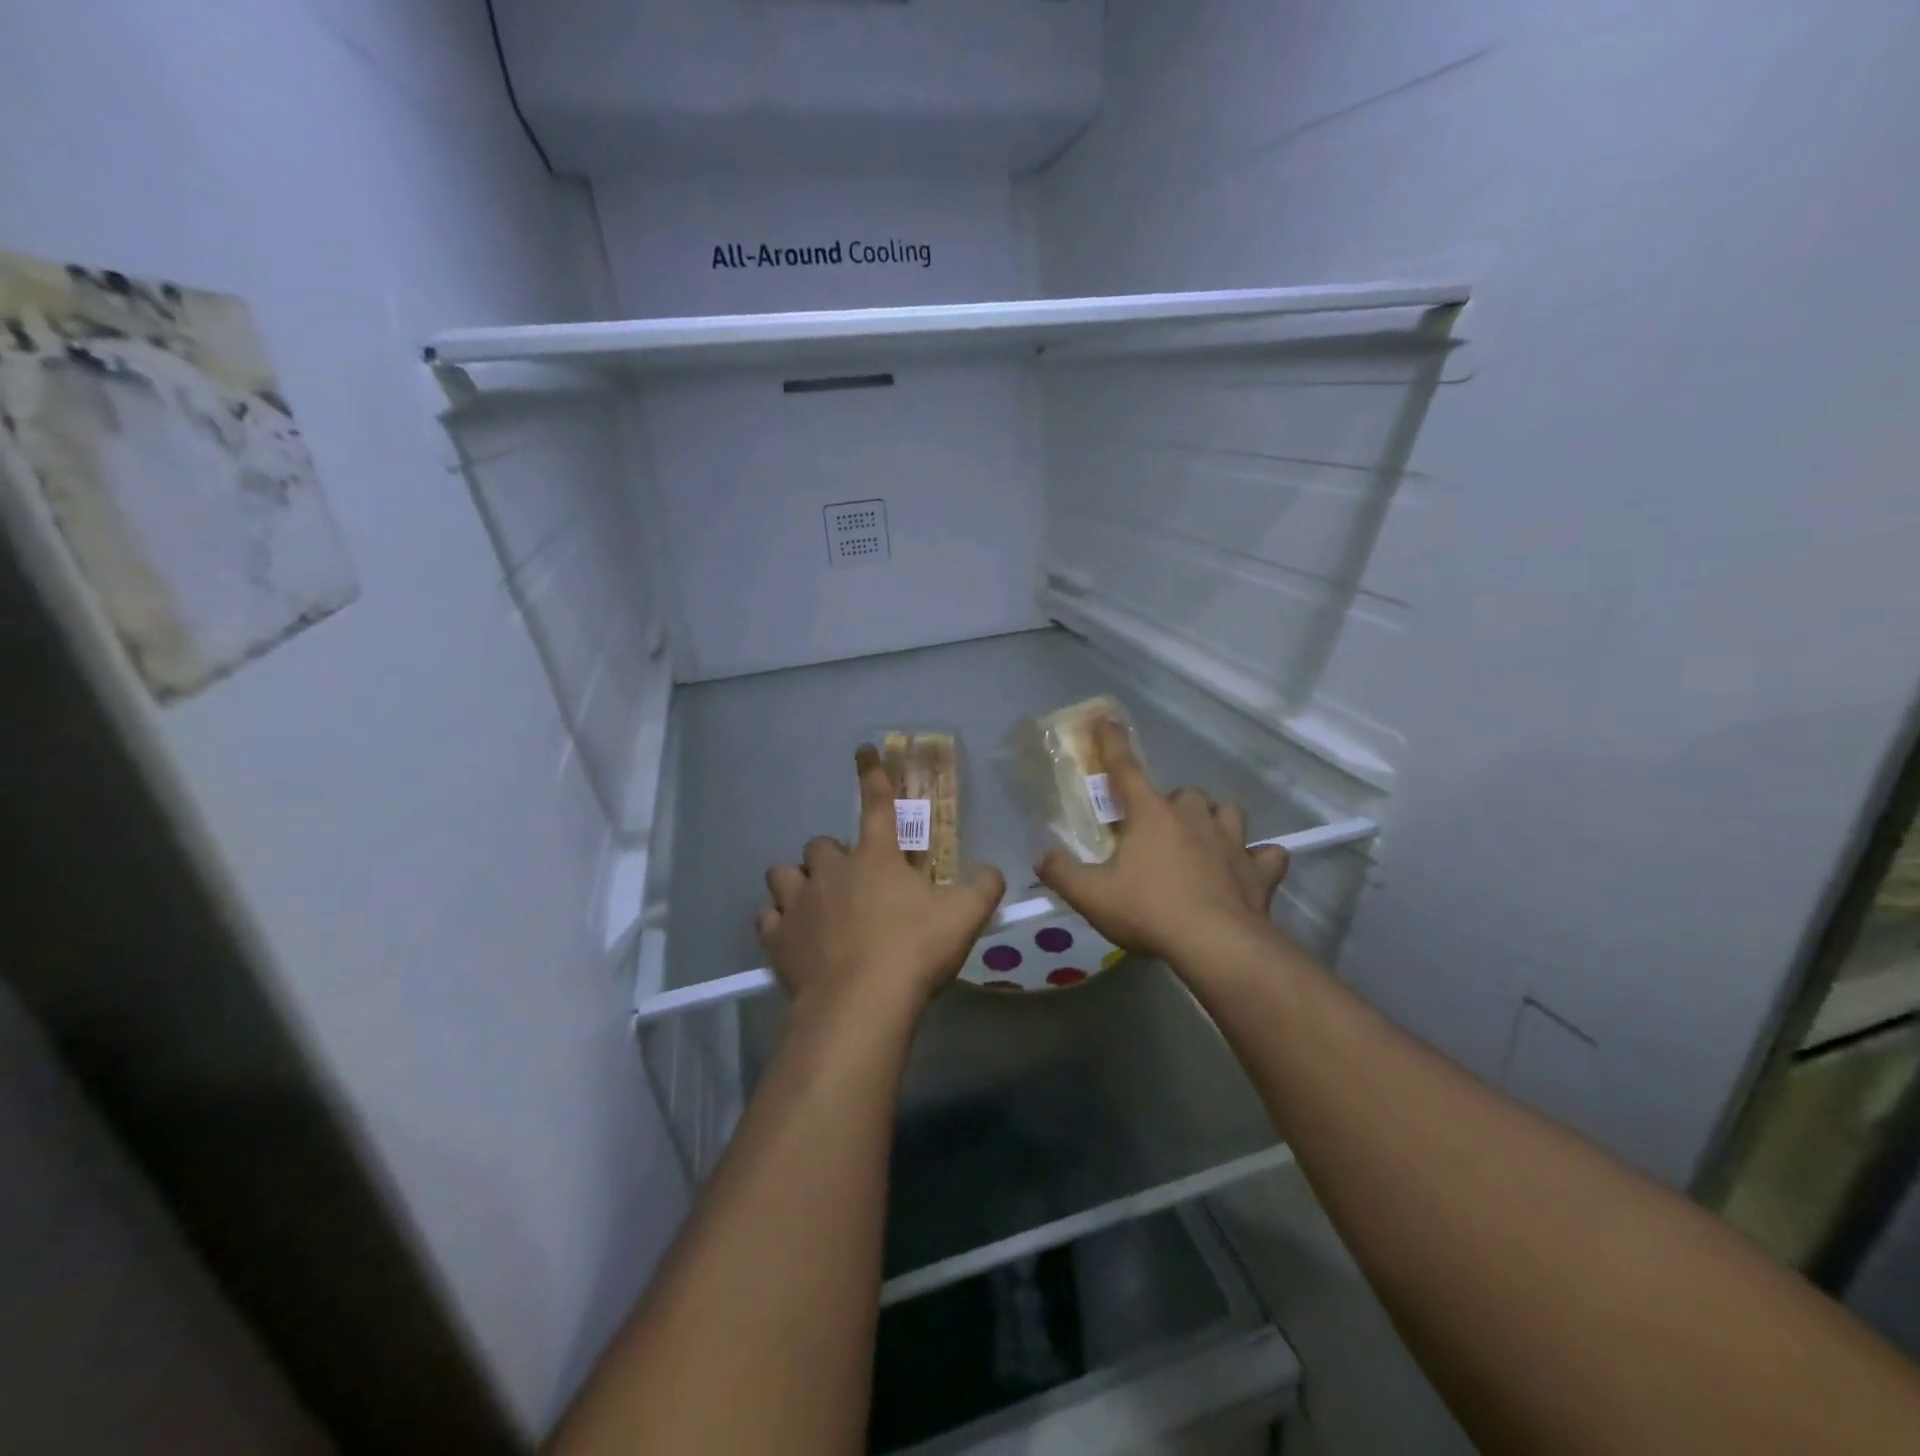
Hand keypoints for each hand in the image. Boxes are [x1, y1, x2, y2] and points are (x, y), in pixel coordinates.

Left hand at [757, 746, 1005, 1024]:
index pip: (876, 802)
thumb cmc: (914, 951)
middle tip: (852, 881)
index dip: (871, 774)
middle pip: (821, 844)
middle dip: (833, 856)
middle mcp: (832, 869)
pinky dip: (778, 922)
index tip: (862, 750)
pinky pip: (768, 917)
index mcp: (877, 857)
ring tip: (813, 902)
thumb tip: (993, 871)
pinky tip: (792, 935)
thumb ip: (984, 887)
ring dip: (797, 882)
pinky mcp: (778, 937)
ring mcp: (799, 902)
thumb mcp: (964, 917)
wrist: (861, 1003)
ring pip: (783, 873)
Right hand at [1035, 720, 1289, 964]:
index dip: (1114, 743)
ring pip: (1228, 812)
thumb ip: (1061, 874)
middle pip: (1184, 793)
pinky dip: (1259, 859)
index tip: (1109, 718)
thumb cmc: (1148, 910)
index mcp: (1151, 815)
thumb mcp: (1091, 895)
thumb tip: (1042, 859)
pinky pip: (1267, 855)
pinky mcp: (1258, 870)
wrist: (1214, 943)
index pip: (1126, 769)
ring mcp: (1232, 842)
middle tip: (1157, 830)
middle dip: (1171, 804)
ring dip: (1215, 820)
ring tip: (1204, 838)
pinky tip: (1250, 869)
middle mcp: (1193, 817)